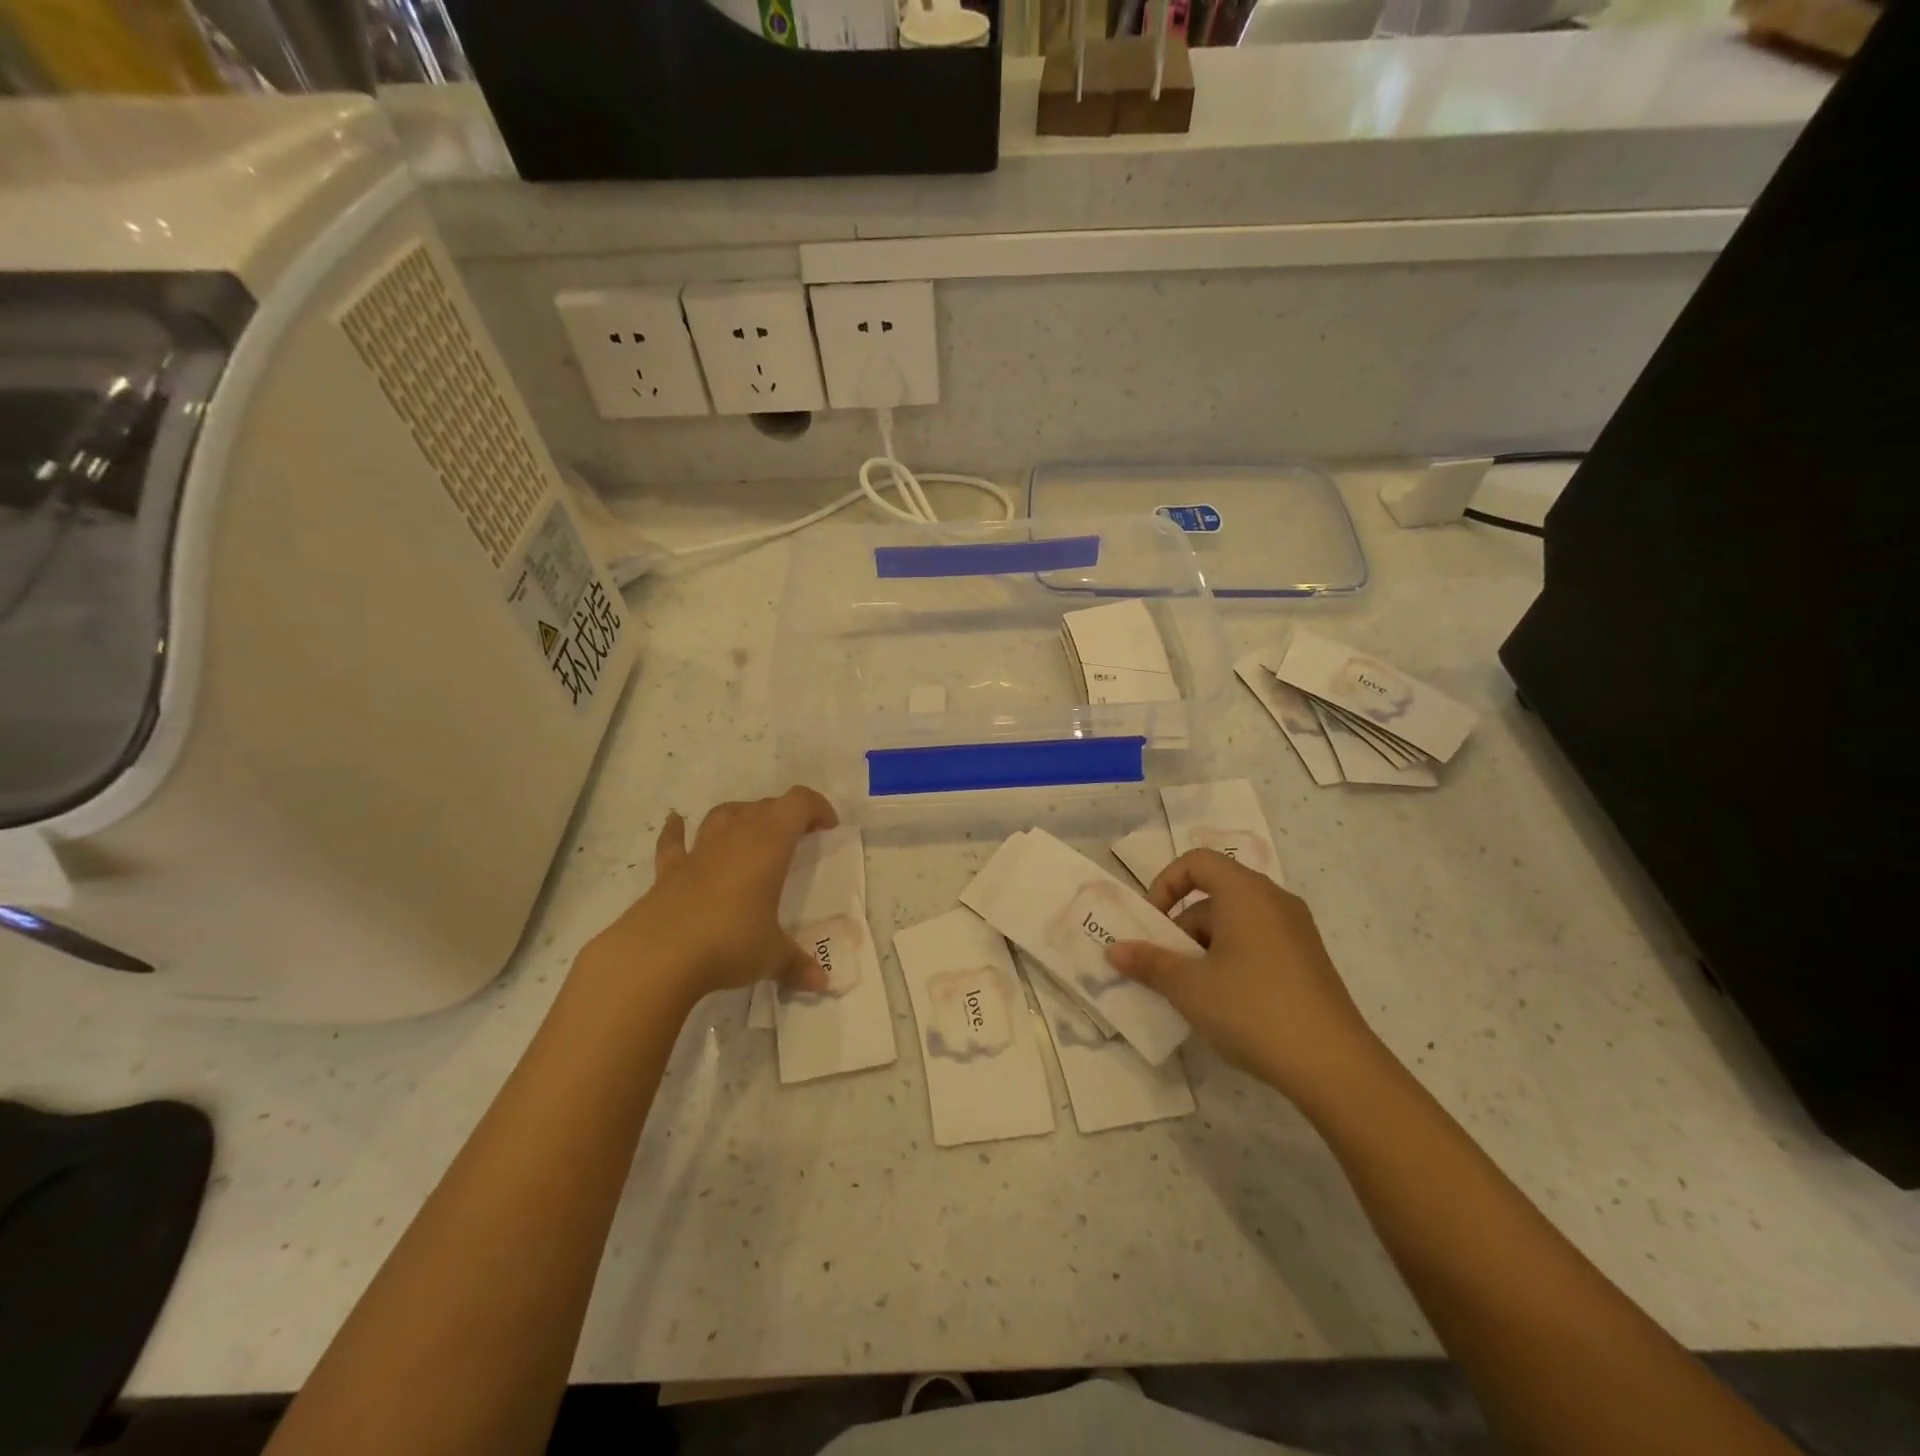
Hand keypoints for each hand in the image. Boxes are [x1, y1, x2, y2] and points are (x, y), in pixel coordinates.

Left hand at [585, 787, 838, 1006]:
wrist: (659, 955)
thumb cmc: (730, 943)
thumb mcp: (772, 956)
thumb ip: (796, 965)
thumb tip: (821, 984)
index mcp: (769, 846)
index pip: (798, 804)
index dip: (816, 807)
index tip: (828, 827)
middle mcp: (735, 838)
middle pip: (764, 806)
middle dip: (784, 815)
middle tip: (798, 838)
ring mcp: (698, 852)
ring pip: (723, 815)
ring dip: (741, 815)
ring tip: (751, 829)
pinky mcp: (668, 871)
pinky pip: (673, 842)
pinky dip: (675, 830)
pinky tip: (675, 822)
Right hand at [1105, 850, 1389, 1107]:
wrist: (1335, 1067)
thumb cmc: (1253, 1010)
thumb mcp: (1189, 987)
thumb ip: (1149, 963)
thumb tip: (1114, 950)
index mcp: (1246, 892)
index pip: (1197, 862)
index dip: (1165, 884)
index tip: (1151, 923)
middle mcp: (1274, 901)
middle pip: (1214, 895)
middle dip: (1181, 927)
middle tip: (1164, 968)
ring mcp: (1296, 932)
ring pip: (1234, 924)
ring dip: (1203, 949)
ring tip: (1191, 993)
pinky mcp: (1307, 961)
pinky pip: (1256, 944)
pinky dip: (1230, 961)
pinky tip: (1224, 1004)